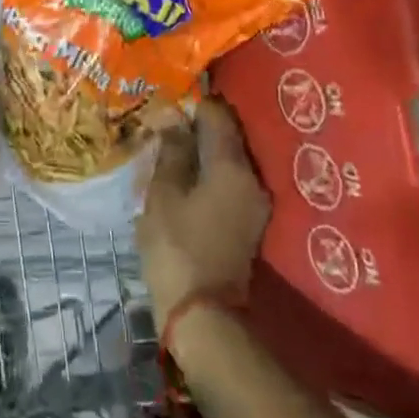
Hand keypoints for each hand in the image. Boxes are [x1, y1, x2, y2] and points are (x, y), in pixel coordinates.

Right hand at [136, 98, 269, 330]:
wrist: (203, 315)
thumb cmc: (177, 247)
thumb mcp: (164, 193)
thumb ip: (172, 149)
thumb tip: (173, 113)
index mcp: (232, 166)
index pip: (218, 115)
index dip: (193, 103)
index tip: (168, 102)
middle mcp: (253, 179)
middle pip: (227, 137)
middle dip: (197, 128)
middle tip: (164, 126)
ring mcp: (255, 204)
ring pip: (228, 162)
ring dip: (202, 153)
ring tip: (170, 152)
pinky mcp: (249, 225)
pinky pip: (229, 184)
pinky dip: (209, 176)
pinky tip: (185, 180)